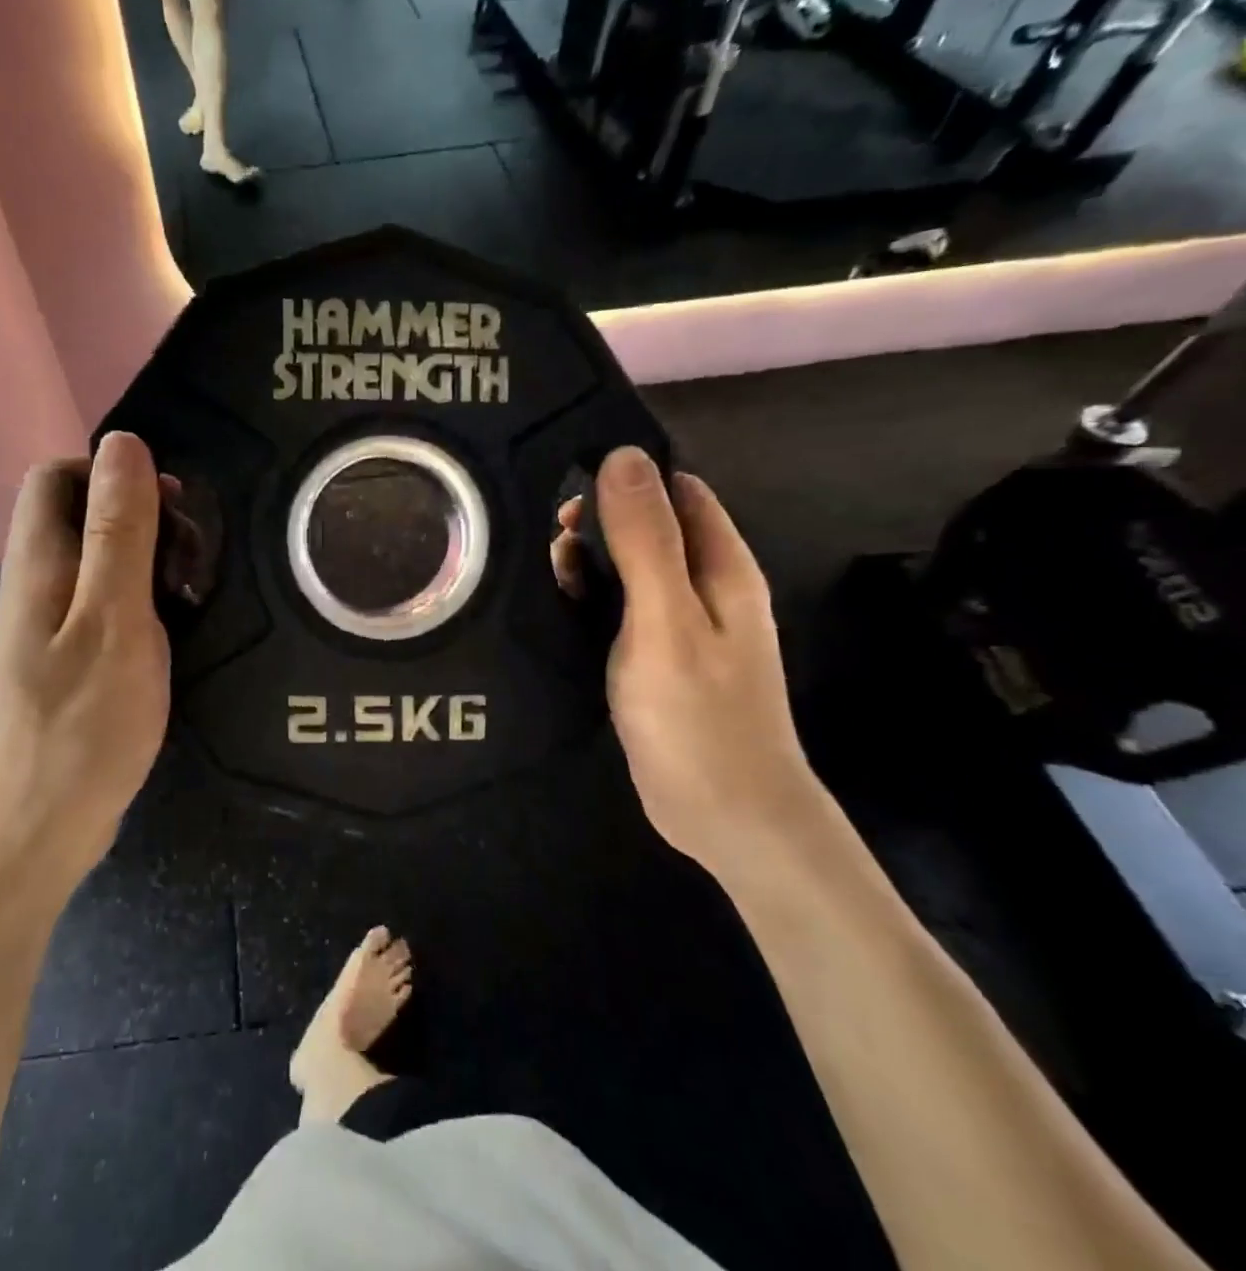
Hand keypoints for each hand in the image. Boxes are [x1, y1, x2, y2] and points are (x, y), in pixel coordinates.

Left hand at [0, 432, 171, 893]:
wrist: (44, 825)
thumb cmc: (85, 720)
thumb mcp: (115, 615)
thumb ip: (119, 529)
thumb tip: (122, 442)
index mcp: (38, 562)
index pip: (56, 476)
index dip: (112, 474)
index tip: (168, 508)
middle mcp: (34, 583)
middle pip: (79, 514)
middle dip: (140, 518)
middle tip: (189, 560)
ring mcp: (49, 624)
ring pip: (97, 560)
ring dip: (147, 561)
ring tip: (188, 596)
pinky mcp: (67, 658)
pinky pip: (104, 602)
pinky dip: (142, 600)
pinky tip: (171, 630)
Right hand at [553, 447, 823, 875]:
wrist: (727, 816)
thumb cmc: (698, 715)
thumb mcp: (665, 618)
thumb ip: (646, 539)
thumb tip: (625, 456)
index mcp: (720, 566)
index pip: (675, 489)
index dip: (625, 477)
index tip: (567, 481)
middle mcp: (705, 587)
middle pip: (650, 526)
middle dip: (599, 522)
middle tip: (550, 540)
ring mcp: (682, 625)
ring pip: (630, 568)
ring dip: (589, 562)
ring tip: (546, 574)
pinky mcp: (658, 657)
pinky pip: (620, 608)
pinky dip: (590, 599)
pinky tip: (558, 609)